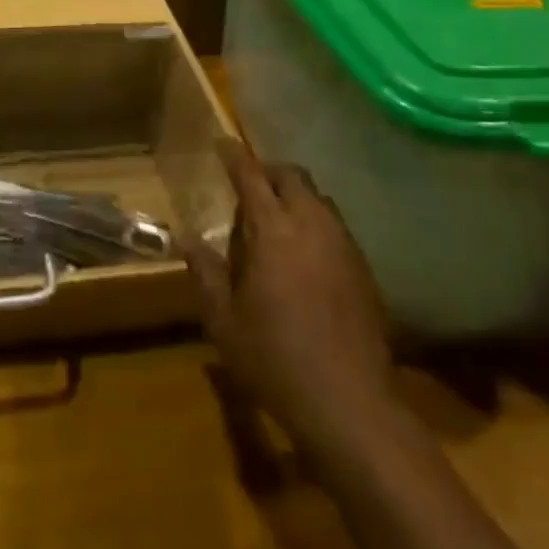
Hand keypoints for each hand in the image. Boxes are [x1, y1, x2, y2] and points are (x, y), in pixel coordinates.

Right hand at [185, 138, 397, 450]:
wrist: (351, 405)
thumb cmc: (277, 360)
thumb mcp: (225, 321)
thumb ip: (206, 273)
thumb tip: (186, 238)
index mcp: (273, 230)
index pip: (251, 175)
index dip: (234, 155)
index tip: (222, 142)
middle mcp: (311, 223)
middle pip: (291, 175)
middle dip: (268, 171)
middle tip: (248, 186)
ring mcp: (342, 243)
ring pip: (317, 197)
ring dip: (294, 195)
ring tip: (275, 219)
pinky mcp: (363, 266)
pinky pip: (335, 224)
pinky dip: (314, 220)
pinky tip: (304, 252)